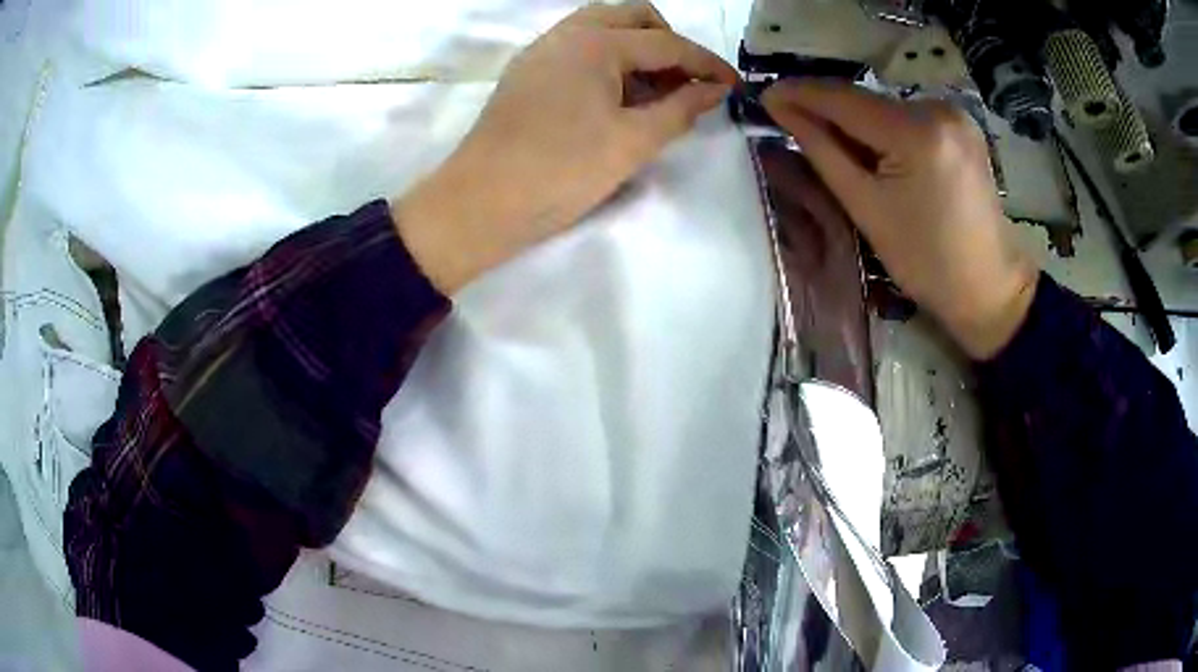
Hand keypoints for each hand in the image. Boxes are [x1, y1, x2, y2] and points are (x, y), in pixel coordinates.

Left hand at [395, 3, 737, 292]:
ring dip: (638, 50)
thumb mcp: (632, 142)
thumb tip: (715, 90)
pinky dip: (609, 60)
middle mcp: (566, 33)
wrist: (479, 204)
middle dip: (670, 44)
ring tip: (656, 93)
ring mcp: (541, 50)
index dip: (706, 63)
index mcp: (595, 43)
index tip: (733, 85)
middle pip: (634, 18)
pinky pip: (579, 48)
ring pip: (603, 29)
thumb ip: (681, 109)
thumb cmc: (560, 172)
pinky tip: (617, 97)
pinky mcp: (527, 72)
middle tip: (688, 85)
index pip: (666, 43)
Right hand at [763, 81, 1038, 358]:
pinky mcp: (963, 126)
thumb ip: (822, 151)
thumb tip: (783, 109)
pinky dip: (885, 130)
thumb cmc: (926, 261)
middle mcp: (939, 108)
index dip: (800, 94)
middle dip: (829, 112)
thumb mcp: (866, 208)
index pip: (844, 99)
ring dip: (857, 123)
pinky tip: (877, 153)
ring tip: (836, 148)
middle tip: (792, 125)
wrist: (989, 286)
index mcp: (917, 132)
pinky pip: (909, 118)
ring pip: (887, 109)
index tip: (765, 96)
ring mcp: (956, 115)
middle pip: (867, 102)